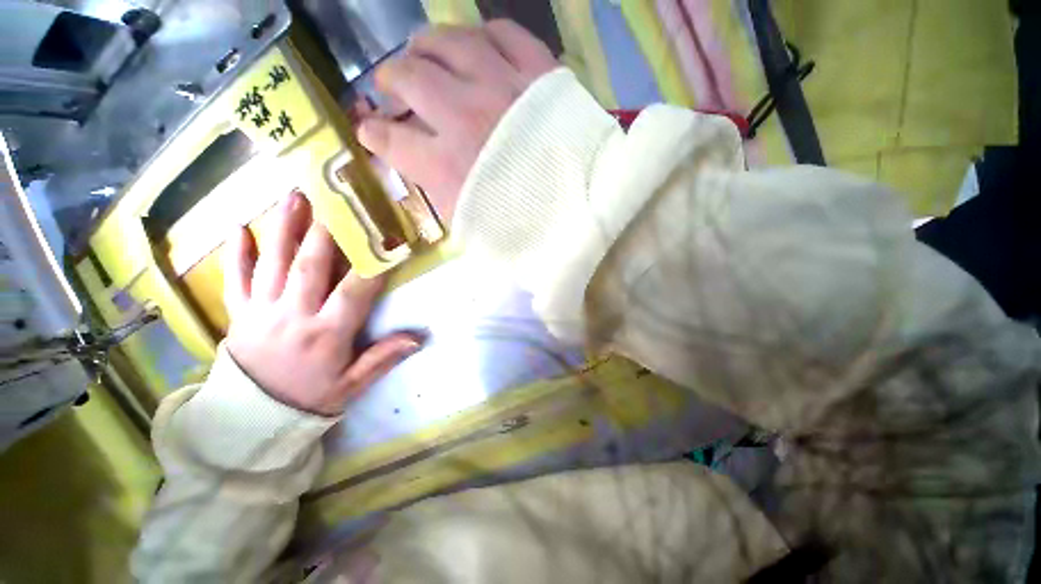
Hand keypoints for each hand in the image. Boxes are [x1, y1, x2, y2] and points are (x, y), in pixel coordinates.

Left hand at [223, 192, 420, 415]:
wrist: (253, 418)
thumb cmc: (311, 398)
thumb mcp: (352, 385)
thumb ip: (383, 358)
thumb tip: (418, 338)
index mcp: (327, 334)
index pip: (355, 292)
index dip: (373, 265)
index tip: (387, 241)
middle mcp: (294, 316)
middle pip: (311, 267)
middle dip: (325, 232)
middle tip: (333, 199)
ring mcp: (262, 312)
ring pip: (273, 264)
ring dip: (284, 229)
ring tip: (293, 197)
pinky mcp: (239, 313)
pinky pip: (236, 279)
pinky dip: (236, 254)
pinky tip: (237, 228)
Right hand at [356, 20, 556, 223]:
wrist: (584, 215)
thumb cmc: (528, 231)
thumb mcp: (475, 229)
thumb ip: (442, 198)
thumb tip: (421, 172)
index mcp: (445, 166)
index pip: (390, 140)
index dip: (374, 134)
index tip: (369, 131)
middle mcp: (462, 116)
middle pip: (408, 77)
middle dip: (390, 79)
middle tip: (391, 84)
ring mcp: (500, 86)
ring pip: (446, 42)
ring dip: (425, 44)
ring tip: (420, 50)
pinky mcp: (538, 72)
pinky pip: (502, 32)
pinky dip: (482, 34)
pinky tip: (476, 43)